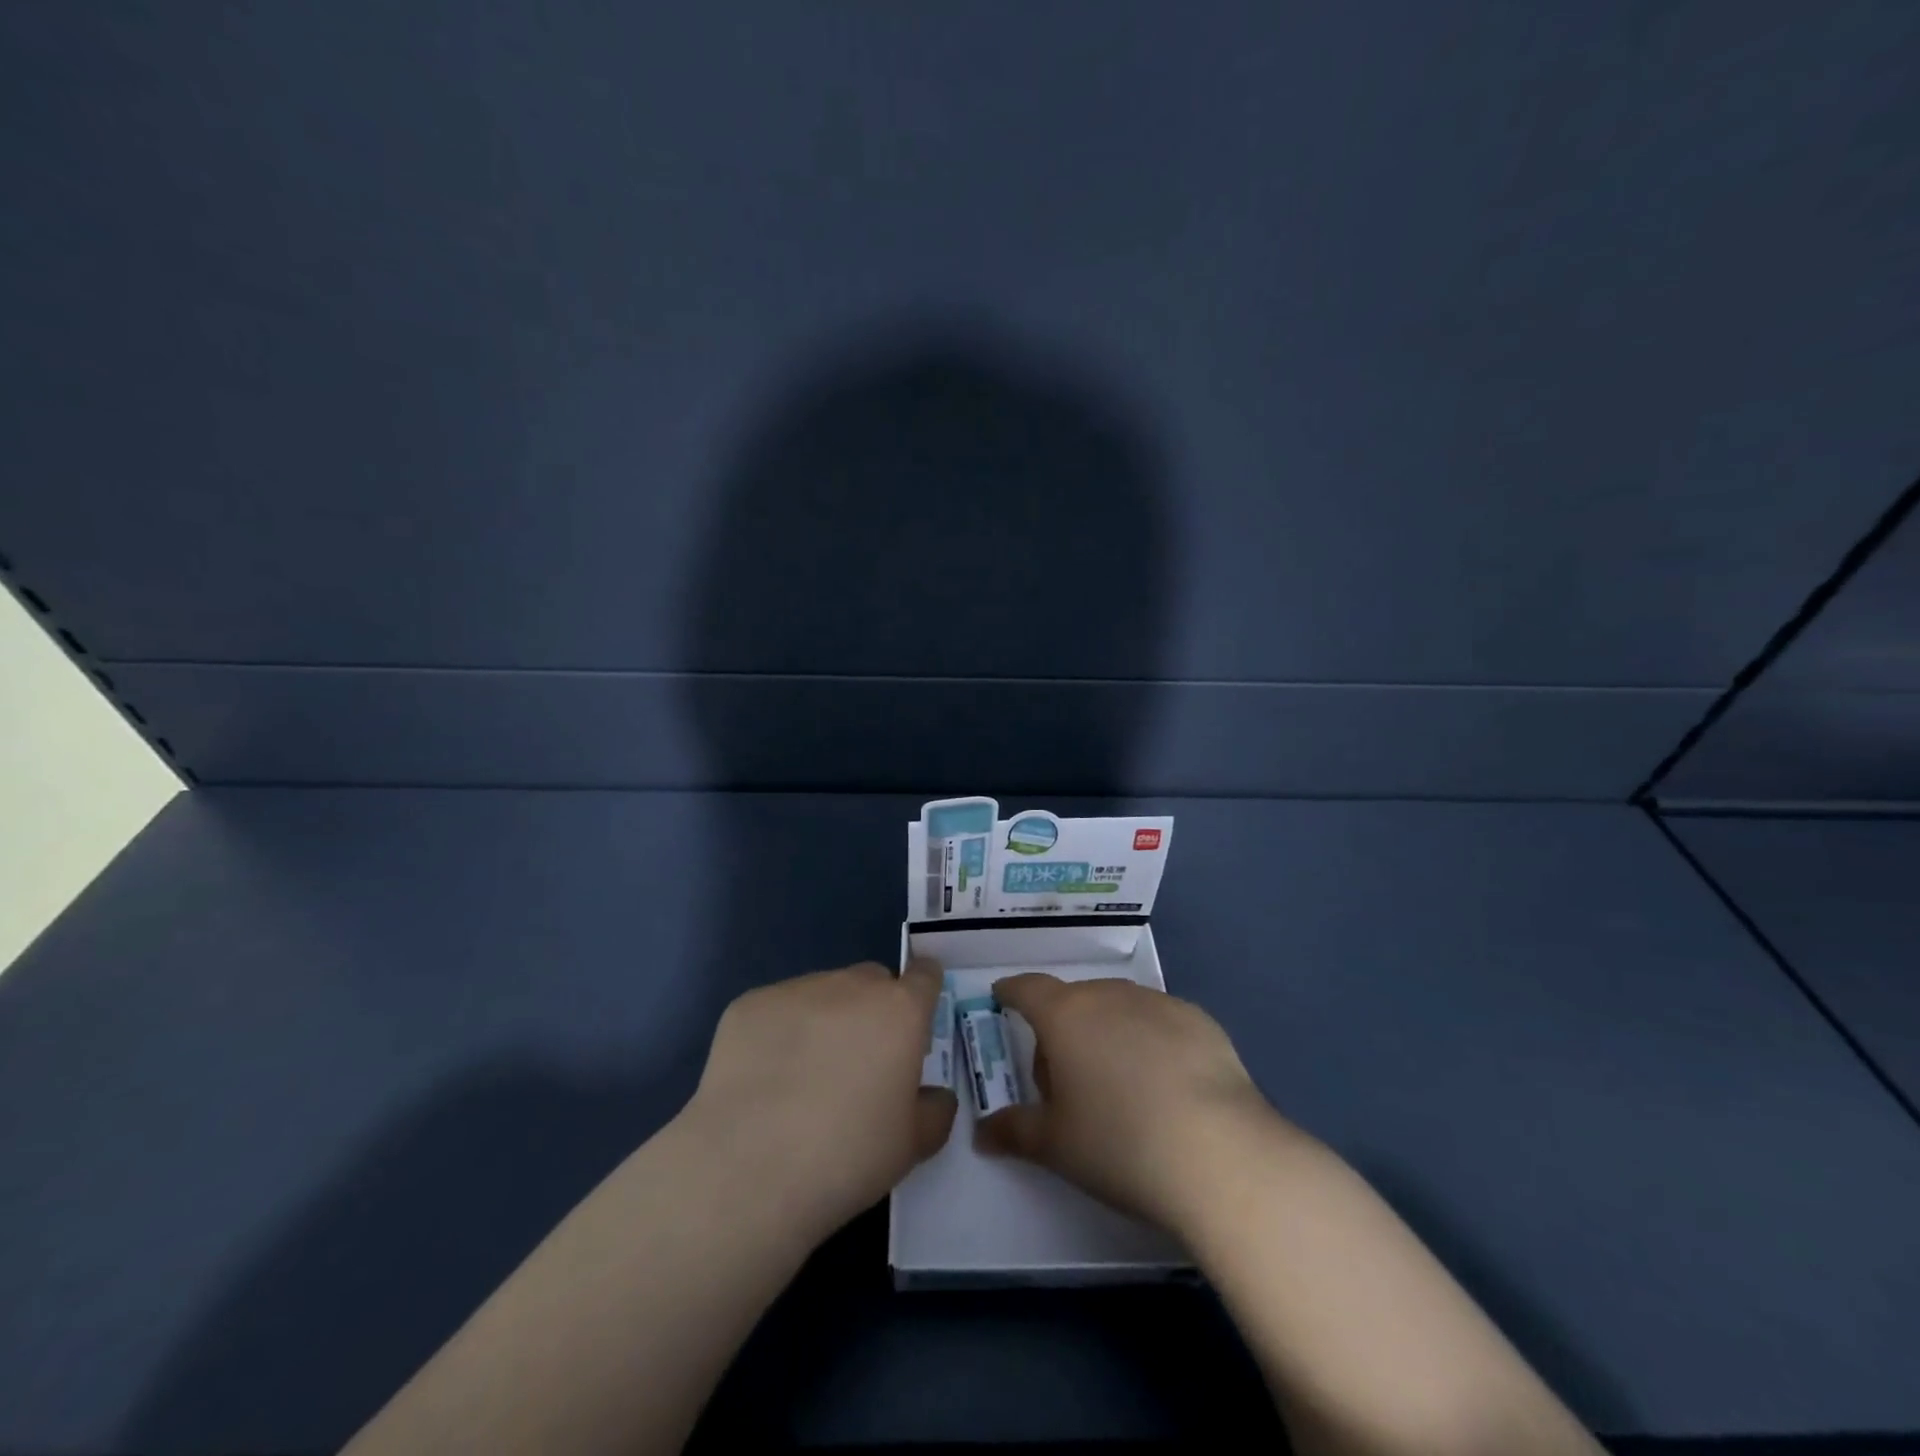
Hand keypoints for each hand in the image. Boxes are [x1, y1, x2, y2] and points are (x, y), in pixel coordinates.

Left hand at [681, 957, 956, 1238]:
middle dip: (874, 1009)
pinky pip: (777, 1009)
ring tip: (803, 1076)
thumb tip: (934, 1095)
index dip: (923, 992)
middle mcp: (851, 986)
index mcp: (899, 1011)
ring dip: (826, 1019)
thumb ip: (935, 1110)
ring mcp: (796, 990)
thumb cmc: (846, 1156)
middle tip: (860, 1062)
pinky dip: (779, 1032)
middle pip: (872, 981)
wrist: (748, 1170)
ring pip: (823, 992)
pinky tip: (764, 1080)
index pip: (924, 974)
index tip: (915, 1021)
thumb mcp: (912, 1146)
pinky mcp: (749, 1004)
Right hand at [977, 974, 1292, 1236]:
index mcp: (1065, 1015)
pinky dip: (1150, 1041)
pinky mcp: (1199, 1020)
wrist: (1218, 1153)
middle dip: (1063, 1028)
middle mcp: (1109, 995)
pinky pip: (1159, 1022)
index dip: (1012, 992)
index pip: (1028, 989)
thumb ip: (1014, 1130)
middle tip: (1066, 1079)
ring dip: (1108, 1032)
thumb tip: (983, 1132)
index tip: (1004, 997)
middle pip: (1075, 1001)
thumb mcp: (1056, 1145)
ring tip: (1119, 1084)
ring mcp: (1158, 1003)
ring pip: (1119, 1008)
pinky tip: (1166, 1085)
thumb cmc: (1119, 1144)